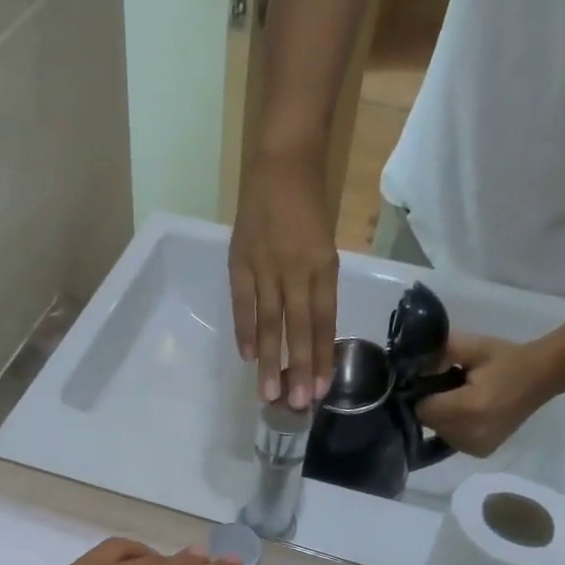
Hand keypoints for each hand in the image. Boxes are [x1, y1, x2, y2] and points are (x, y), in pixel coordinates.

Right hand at [229, 147, 338, 410]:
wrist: (283, 160)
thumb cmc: (309, 206)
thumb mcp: (323, 246)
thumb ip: (316, 287)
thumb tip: (309, 333)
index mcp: (323, 266)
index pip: (323, 321)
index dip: (321, 357)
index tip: (319, 390)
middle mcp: (297, 269)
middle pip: (299, 327)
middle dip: (298, 368)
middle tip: (295, 404)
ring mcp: (266, 265)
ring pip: (271, 321)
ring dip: (271, 360)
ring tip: (268, 393)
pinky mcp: (240, 260)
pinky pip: (243, 303)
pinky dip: (246, 330)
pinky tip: (248, 356)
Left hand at [415, 335, 555, 457]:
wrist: (544, 376)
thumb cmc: (506, 359)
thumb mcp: (472, 347)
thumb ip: (438, 354)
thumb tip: (410, 366)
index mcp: (468, 408)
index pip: (423, 409)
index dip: (423, 394)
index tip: (434, 382)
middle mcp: (470, 434)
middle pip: (429, 423)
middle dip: (434, 406)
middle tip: (452, 389)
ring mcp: (476, 447)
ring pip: (439, 433)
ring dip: (443, 418)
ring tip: (463, 400)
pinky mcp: (481, 452)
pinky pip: (451, 441)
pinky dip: (454, 428)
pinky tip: (470, 414)